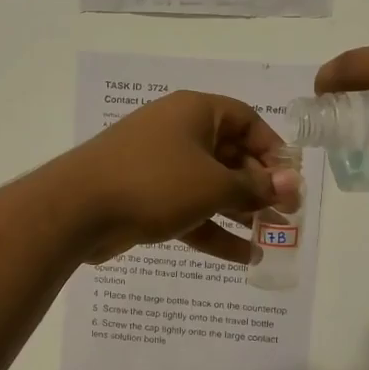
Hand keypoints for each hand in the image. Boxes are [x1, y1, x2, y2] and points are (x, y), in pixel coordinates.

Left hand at [52, 92, 303, 264]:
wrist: (77, 208)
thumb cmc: (154, 182)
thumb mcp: (213, 185)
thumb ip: (254, 187)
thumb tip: (291, 184)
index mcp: (195, 112)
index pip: (247, 121)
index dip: (273, 149)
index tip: (290, 181)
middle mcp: (178, 132)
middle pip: (230, 156)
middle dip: (259, 187)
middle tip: (286, 216)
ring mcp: (159, 166)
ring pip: (210, 187)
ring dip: (240, 212)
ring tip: (272, 239)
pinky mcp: (145, 197)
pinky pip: (188, 209)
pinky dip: (212, 229)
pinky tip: (243, 256)